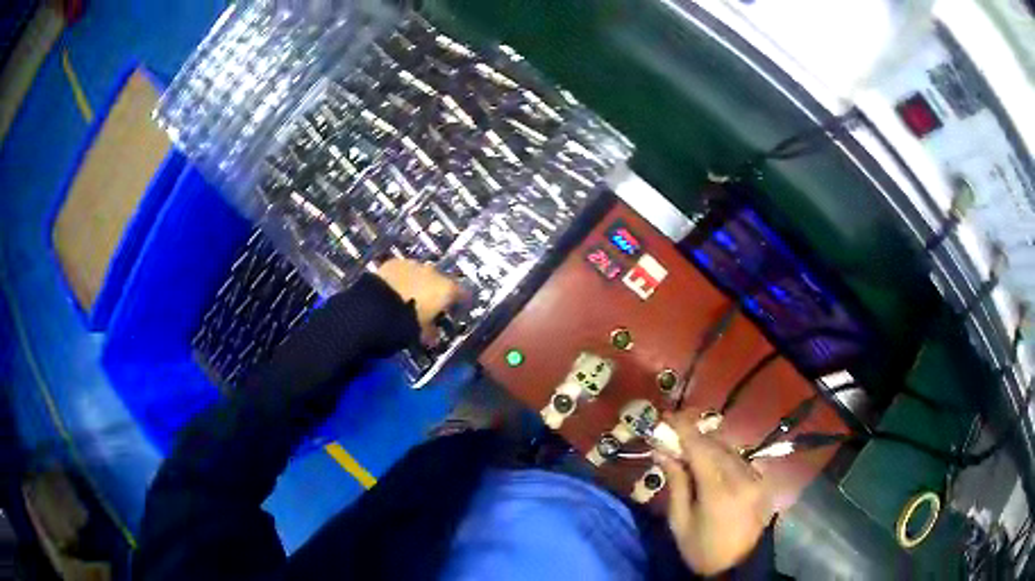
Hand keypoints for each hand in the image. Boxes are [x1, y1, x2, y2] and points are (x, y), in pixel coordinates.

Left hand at [376, 259, 463, 342]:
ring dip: (419, 285)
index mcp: (446, 290)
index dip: (461, 304)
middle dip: (437, 293)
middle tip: (429, 307)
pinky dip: (402, 280)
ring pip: (421, 274)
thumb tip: (433, 336)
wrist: (375, 308)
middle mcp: (433, 273)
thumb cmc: (406, 323)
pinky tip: (394, 291)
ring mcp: (413, 264)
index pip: (463, 294)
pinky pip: (403, 271)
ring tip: (409, 298)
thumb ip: (431, 333)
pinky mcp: (394, 262)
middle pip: (441, 282)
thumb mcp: (422, 333)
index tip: (457, 312)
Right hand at [655, 409, 772, 575]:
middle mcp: (743, 477)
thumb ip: (676, 484)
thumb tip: (662, 452)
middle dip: (693, 435)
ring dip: (708, 444)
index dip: (683, 429)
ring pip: (730, 449)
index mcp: (719, 492)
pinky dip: (723, 455)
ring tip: (689, 447)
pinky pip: (740, 459)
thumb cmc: (702, 550)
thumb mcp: (680, 523)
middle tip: (672, 433)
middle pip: (716, 445)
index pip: (700, 449)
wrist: (739, 566)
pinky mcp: (763, 481)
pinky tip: (711, 461)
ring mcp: (757, 478)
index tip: (667, 417)